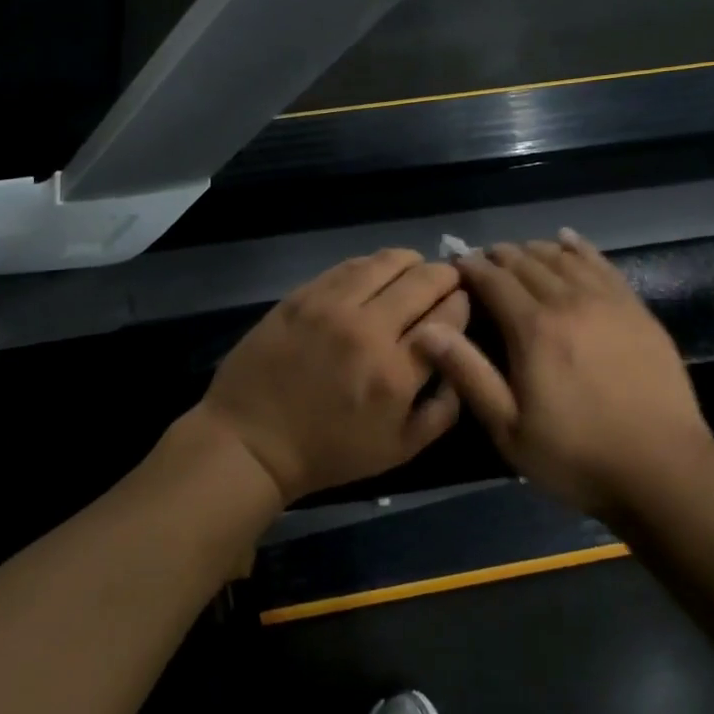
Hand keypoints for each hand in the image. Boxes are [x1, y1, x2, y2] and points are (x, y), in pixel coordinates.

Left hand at [192, 250, 469, 505]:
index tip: (462, 303)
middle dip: (445, 276)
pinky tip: (375, 274)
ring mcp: (331, 306)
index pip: (448, 316)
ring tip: (414, 271)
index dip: (462, 303)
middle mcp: (368, 330)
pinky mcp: (303, 295)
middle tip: (446, 281)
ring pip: (387, 261)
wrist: (252, 440)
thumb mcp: (399, 450)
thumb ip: (442, 410)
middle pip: (424, 280)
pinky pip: (349, 265)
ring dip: (411, 262)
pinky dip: (373, 265)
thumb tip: (460, 365)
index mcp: (396, 373)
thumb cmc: (328, 452)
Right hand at [413, 229, 713, 517]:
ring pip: (563, 258)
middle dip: (499, 256)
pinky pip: (602, 264)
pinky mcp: (636, 309)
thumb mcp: (508, 427)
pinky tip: (567, 240)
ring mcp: (608, 302)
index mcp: (533, 329)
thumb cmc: (576, 455)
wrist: (662, 468)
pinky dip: (579, 248)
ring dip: (535, 250)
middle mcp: (569, 302)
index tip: (455, 262)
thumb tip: (427, 329)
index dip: (471, 268)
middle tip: (483, 260)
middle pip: (527, 263)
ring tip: (518, 253)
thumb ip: (468, 373)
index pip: (494, 281)